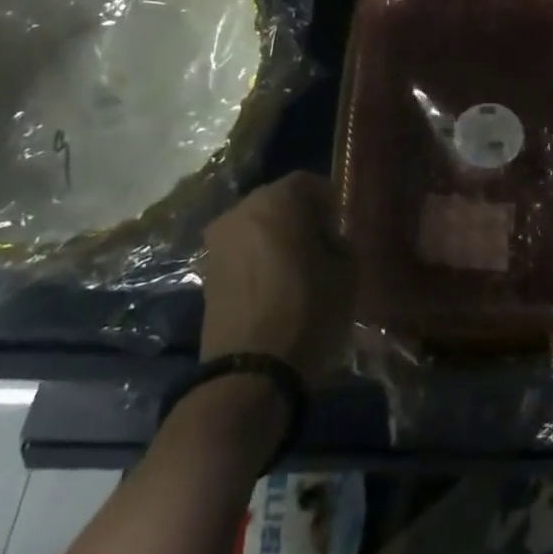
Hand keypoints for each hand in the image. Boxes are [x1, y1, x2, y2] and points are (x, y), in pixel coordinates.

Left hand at [199, 171, 354, 385]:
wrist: (250, 372)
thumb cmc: (307, 310)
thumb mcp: (346, 271)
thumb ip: (339, 242)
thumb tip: (327, 239)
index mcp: (277, 198)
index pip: (307, 182)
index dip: (327, 200)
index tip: (340, 225)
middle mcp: (242, 209)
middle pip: (278, 201)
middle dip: (300, 217)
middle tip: (321, 244)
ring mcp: (219, 240)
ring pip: (256, 226)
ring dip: (276, 238)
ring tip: (298, 267)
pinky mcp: (206, 272)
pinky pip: (241, 251)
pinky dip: (257, 259)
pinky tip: (275, 285)